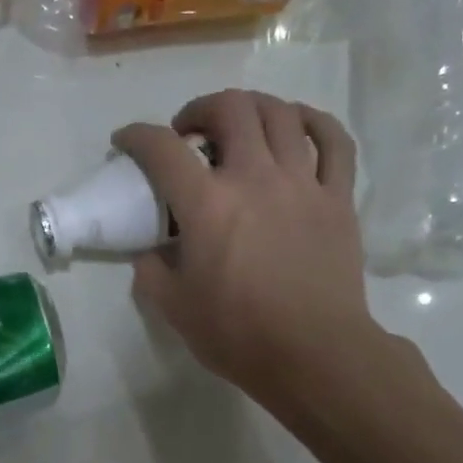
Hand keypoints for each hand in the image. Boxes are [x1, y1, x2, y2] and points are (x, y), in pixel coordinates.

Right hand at [115, 90, 388, 424]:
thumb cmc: (236, 333)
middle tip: (187, 133)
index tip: (125, 142)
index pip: (161, 148)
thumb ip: (151, 269)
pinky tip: (296, 126)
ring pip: (281, 114)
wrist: (313, 354)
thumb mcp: (172, 306)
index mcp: (207, 205)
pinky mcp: (337, 198)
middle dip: (199, 109)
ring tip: (237, 127)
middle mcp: (254, 178)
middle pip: (230, 109)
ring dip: (251, 108)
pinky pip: (333, 141)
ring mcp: (302, 183)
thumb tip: (151, 249)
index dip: (136, 136)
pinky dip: (312, 122)